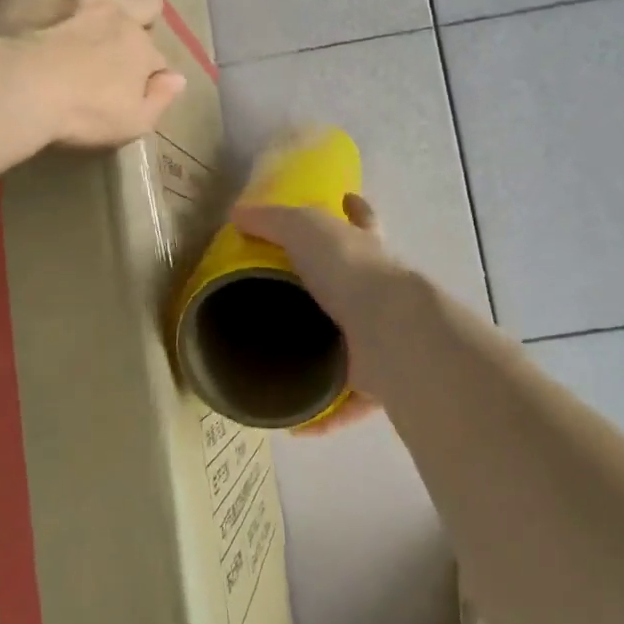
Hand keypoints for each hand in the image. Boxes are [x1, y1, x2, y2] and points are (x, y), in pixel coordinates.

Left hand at [0, 0, 186, 148]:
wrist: (20, 87)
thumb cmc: (77, 113)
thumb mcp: (131, 123)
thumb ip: (158, 100)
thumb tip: (177, 78)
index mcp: (140, 52)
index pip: (154, 57)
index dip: (149, 68)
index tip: (139, 79)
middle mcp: (118, 14)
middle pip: (142, 4)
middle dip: (145, 8)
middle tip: (141, 12)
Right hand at [231, 192, 389, 435]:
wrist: (387, 330)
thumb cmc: (348, 270)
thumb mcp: (304, 229)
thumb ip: (272, 220)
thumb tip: (236, 214)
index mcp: (364, 252)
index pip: (362, 221)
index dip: (355, 209)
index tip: (348, 199)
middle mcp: (377, 293)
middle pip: (358, 285)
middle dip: (336, 289)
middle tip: (294, 300)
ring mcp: (379, 338)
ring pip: (352, 346)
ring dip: (326, 357)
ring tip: (286, 366)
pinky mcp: (376, 381)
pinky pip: (347, 403)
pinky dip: (325, 416)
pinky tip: (296, 424)